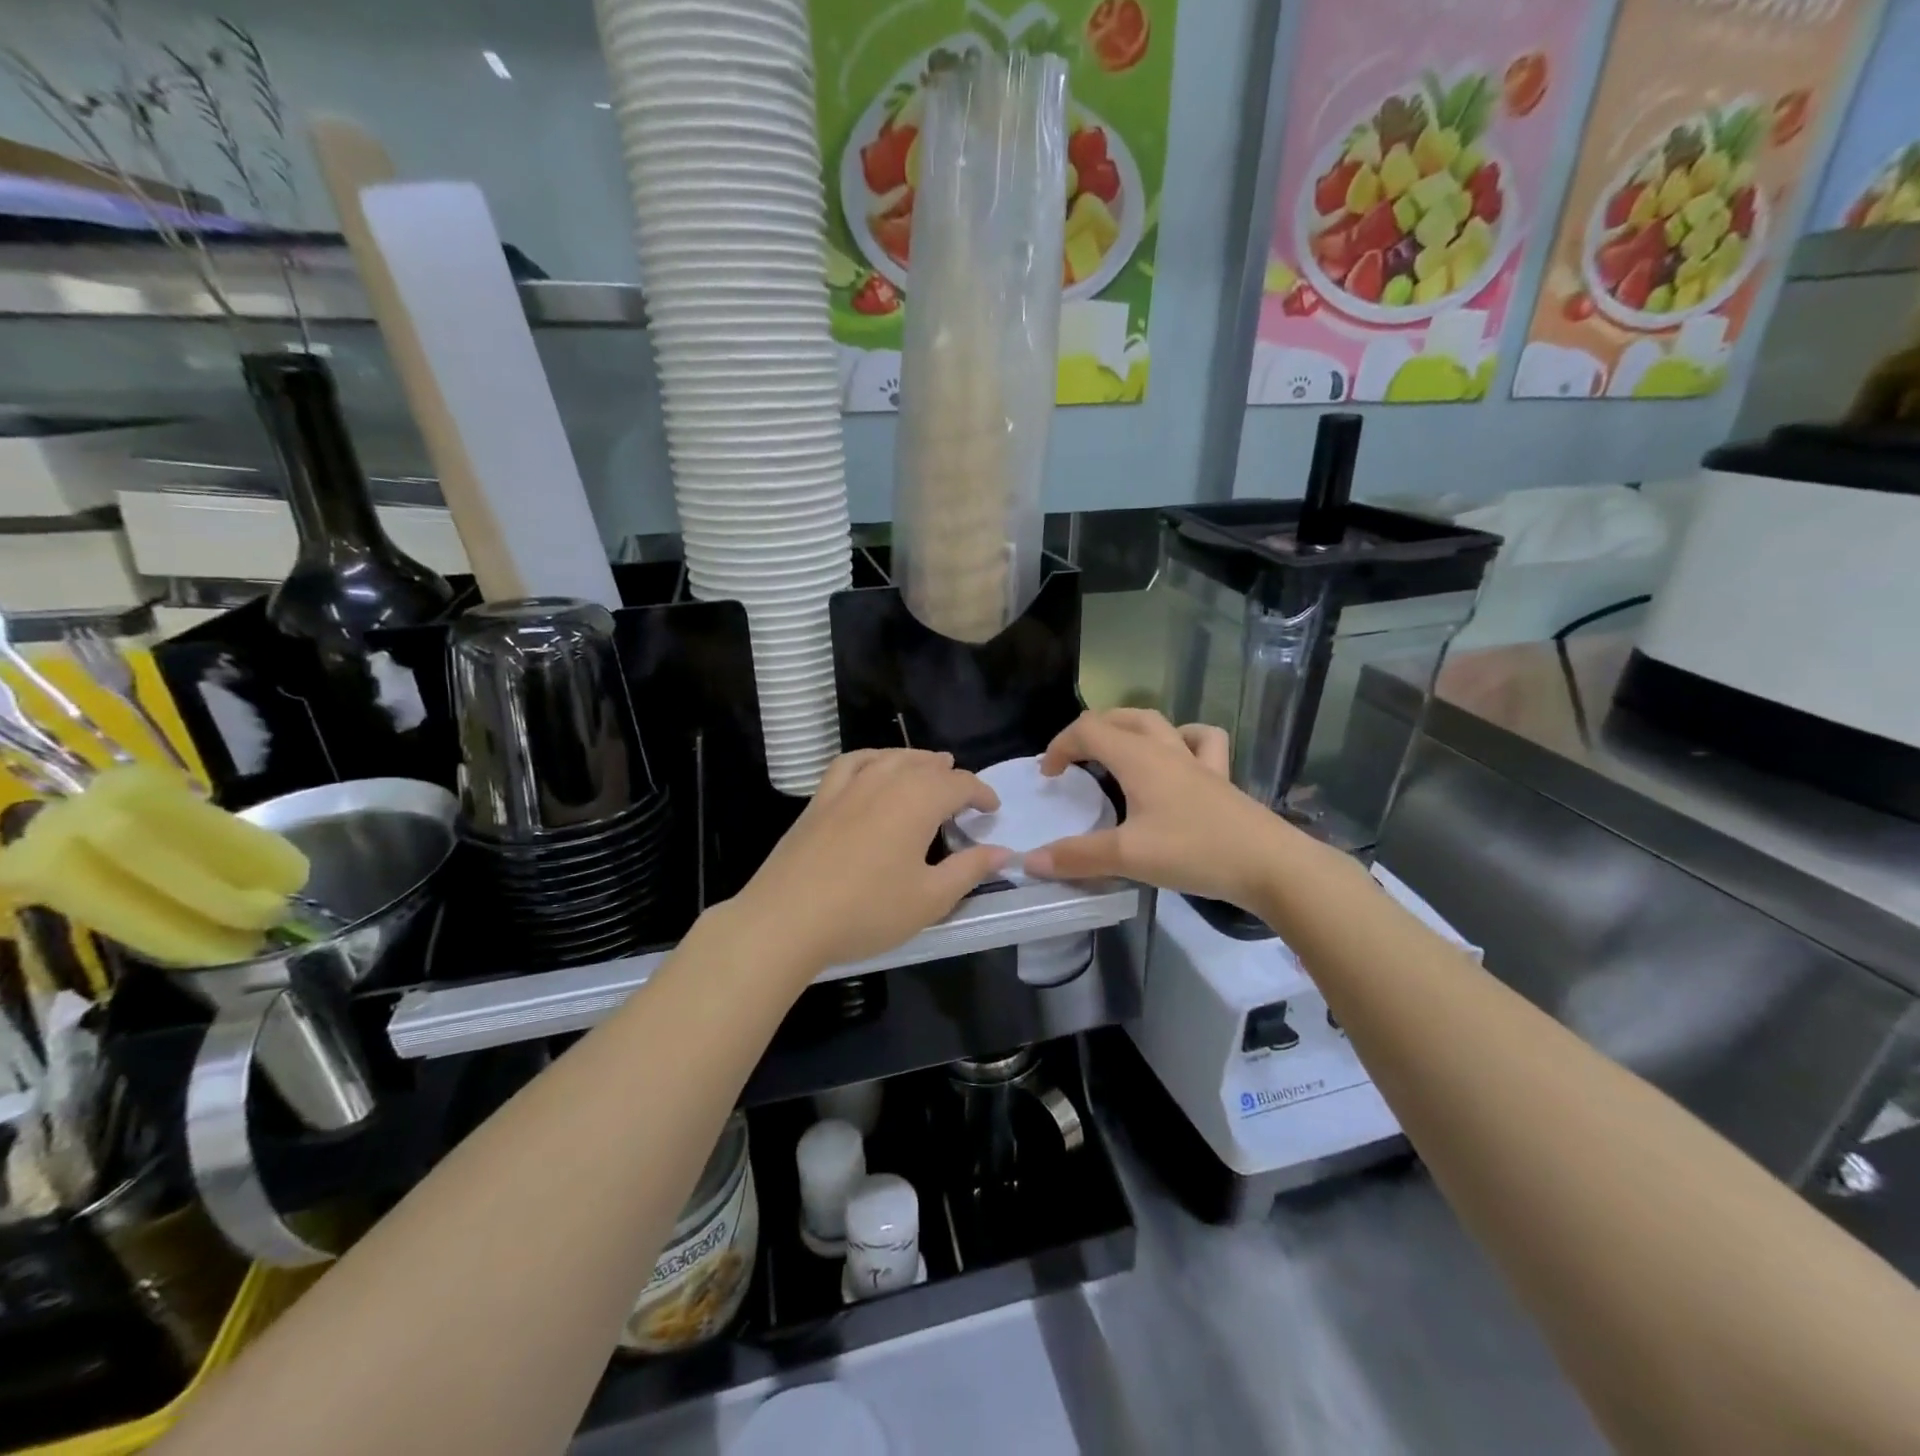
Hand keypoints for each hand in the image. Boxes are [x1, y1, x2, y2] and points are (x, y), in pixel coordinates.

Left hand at [724, 750, 1009, 976]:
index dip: (981, 793)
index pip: (960, 784)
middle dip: (951, 776)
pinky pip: (852, 763)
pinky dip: (873, 758)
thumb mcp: (930, 899)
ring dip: (917, 760)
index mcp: (918, 801)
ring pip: (891, 758)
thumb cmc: (867, 911)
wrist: (787, 919)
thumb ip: (970, 870)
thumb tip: (1003, 851)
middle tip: (964, 794)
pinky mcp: (820, 798)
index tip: (992, 810)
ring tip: (930, 767)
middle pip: (926, 766)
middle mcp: (885, 781)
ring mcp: (848, 786)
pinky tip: (875, 766)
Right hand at [1024, 709, 1288, 908]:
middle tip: (1074, 760)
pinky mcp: (1222, 779)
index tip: (1048, 777)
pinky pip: (1201, 743)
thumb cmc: (1194, 852)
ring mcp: (1199, 762)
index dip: (1060, 746)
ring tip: (1118, 751)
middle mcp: (1167, 750)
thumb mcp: (1128, 857)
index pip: (1088, 730)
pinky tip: (1179, 759)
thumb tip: (1030, 861)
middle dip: (1090, 731)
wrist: (1271, 865)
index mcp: (1139, 758)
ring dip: (1131, 728)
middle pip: (1122, 718)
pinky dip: (1183, 740)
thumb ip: (1077, 857)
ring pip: (1160, 723)